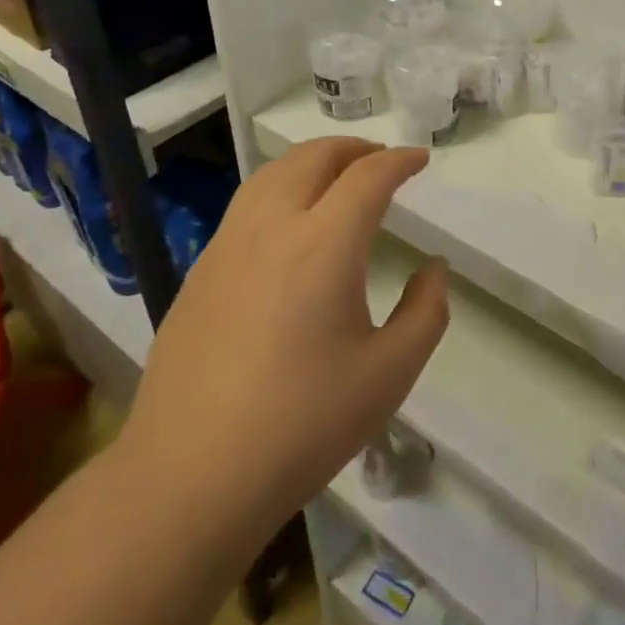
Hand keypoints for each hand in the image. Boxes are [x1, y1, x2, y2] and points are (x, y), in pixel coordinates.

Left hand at [119, 138, 448, 533]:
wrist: (191, 475)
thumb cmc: (303, 424)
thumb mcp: (389, 374)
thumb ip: (426, 311)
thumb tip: (433, 269)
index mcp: (323, 243)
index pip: (368, 177)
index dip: (400, 161)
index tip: (420, 160)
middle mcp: (272, 226)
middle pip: (313, 157)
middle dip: (355, 149)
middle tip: (382, 161)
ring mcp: (227, 245)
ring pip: (272, 174)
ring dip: (312, 162)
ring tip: (337, 177)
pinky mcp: (200, 271)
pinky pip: (247, 206)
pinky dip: (280, 190)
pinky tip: (289, 226)